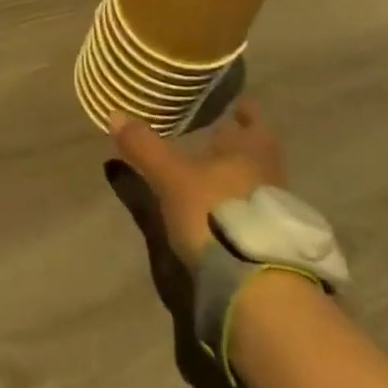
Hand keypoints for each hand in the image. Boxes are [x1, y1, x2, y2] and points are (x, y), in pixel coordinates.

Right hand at [109, 99, 288, 270]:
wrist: (255, 285)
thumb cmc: (214, 212)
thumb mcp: (171, 177)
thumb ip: (144, 146)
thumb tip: (115, 114)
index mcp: (250, 151)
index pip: (254, 120)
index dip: (245, 111)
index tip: (236, 102)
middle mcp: (268, 175)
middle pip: (257, 152)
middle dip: (237, 143)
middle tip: (216, 134)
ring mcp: (272, 213)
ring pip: (254, 182)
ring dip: (236, 175)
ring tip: (211, 171)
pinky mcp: (267, 244)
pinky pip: (251, 211)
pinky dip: (235, 203)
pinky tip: (216, 208)